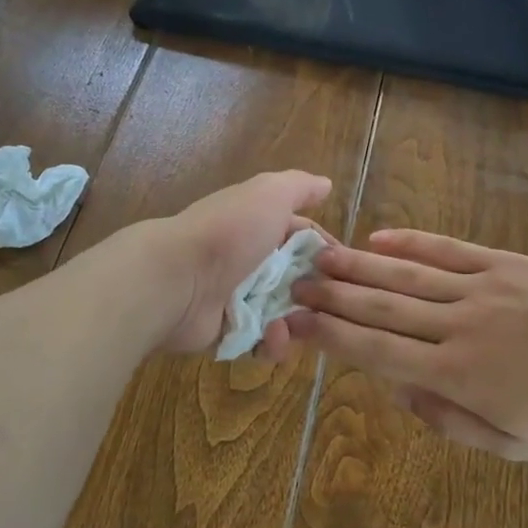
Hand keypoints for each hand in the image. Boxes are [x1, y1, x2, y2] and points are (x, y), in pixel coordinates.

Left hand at [141, 170, 334, 356]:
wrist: (176, 278)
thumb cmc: (229, 231)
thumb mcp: (269, 194)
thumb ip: (299, 187)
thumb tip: (325, 184)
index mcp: (261, 226)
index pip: (305, 238)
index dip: (328, 251)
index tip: (351, 266)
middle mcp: (251, 259)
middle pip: (299, 279)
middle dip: (319, 291)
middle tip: (333, 303)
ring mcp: (240, 298)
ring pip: (285, 313)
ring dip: (299, 320)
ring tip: (297, 323)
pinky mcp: (229, 332)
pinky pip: (262, 342)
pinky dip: (272, 343)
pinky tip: (272, 335)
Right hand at [286, 229, 527, 458]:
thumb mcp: (510, 445)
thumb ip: (448, 421)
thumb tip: (399, 391)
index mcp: (456, 375)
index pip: (378, 351)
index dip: (333, 337)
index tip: (298, 323)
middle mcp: (457, 327)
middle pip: (382, 308)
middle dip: (334, 296)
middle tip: (296, 282)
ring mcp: (479, 289)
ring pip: (407, 277)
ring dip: (360, 267)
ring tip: (322, 256)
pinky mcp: (502, 264)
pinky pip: (447, 251)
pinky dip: (411, 244)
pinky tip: (380, 239)